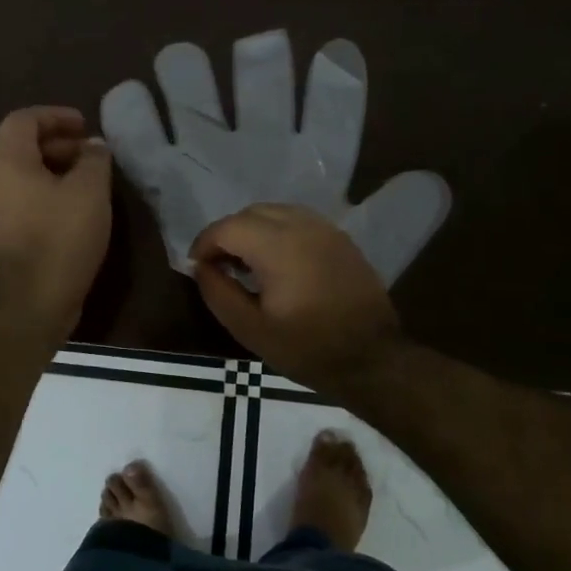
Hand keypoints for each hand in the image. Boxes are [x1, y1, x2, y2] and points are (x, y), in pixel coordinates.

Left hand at [0, 106, 112, 337]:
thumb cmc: (62, 235)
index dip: (54, 115)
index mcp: (8, 162)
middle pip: (21, 147)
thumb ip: (94, 159)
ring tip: (89, 181)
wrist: (35, 299)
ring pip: (24, 175)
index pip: (23, 119)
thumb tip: (94, 147)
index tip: (84, 125)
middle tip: (91, 154)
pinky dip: (49, 193)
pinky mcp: (4, 235)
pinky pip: (25, 199)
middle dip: (58, 143)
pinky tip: (76, 209)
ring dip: (56, 170)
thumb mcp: (90, 190)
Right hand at [190, 203, 400, 394]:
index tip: (197, 267)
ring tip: (246, 262)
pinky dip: (278, 231)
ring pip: (276, 211)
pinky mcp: (340, 239)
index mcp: (277, 246)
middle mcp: (301, 226)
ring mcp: (325, 229)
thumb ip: (218, 292)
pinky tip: (278, 261)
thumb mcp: (251, 329)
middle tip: (219, 265)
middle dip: (227, 234)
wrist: (373, 359)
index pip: (227, 227)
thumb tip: (200, 268)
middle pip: (250, 213)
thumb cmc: (307, 348)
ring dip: (253, 229)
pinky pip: (299, 220)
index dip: (204, 244)